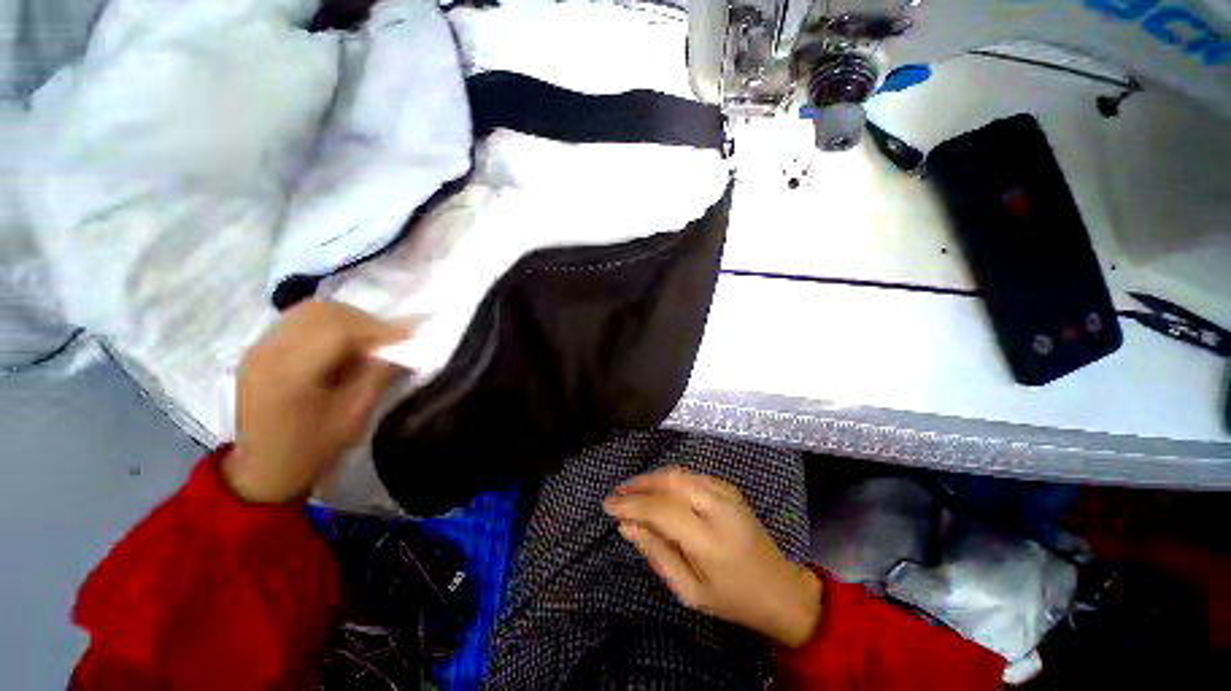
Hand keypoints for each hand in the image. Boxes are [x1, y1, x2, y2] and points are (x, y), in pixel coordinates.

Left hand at [224, 301, 406, 503]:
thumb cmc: (311, 451)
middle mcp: (267, 352)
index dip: (378, 329)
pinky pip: (299, 319)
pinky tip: (344, 342)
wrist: (261, 471)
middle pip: (323, 313)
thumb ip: (377, 377)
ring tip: (371, 339)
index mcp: (289, 375)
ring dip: (349, 319)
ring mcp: (258, 347)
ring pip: (311, 310)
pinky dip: (330, 323)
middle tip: (392, 339)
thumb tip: (401, 349)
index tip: (409, 337)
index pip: (337, 330)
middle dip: (366, 321)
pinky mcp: (258, 348)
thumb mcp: (353, 418)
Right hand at [604, 466, 822, 647]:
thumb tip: (625, 526)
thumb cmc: (732, 597)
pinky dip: (669, 478)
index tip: (608, 505)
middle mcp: (717, 506)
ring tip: (632, 490)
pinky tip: (658, 489)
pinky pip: (691, 475)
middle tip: (617, 493)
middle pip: (668, 481)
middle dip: (639, 484)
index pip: (659, 509)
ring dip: (652, 478)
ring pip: (678, 473)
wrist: (779, 587)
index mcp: (708, 538)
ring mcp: (725, 492)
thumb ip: (656, 554)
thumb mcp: (689, 590)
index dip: (630, 504)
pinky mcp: (728, 487)